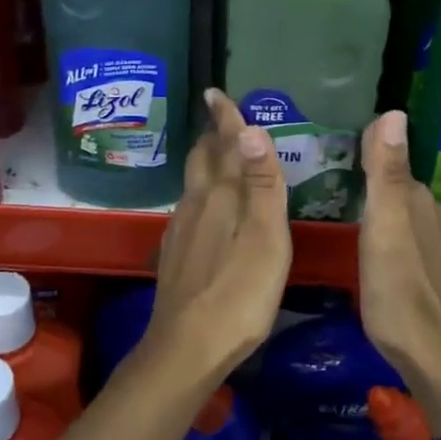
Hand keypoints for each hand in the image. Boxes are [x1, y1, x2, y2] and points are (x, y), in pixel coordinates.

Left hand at [144, 88, 291, 378]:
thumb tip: (250, 129)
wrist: (186, 347)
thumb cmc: (238, 294)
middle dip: (213, 136)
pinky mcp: (175, 253)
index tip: (216, 92)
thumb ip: (261, 184)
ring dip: (207, 163)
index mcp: (221, 196)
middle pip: (202, 159)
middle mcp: (196, 204)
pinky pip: (190, 207)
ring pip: (193, 183)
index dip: (225, 118)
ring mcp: (181, 230)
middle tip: (223, 120)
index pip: (224, 144)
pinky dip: (202, 193)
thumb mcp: (265, 238)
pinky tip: (209, 209)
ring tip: (222, 157)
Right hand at [358, 111, 440, 430]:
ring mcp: (430, 245)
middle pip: (393, 182)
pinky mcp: (424, 270)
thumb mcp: (385, 228)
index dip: (361, 146)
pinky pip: (397, 231)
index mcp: (416, 201)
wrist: (433, 358)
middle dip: (364, 170)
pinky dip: (378, 224)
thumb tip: (394, 111)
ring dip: (371, 199)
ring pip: (396, 208)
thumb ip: (385, 173)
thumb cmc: (400, 292)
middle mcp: (428, 215)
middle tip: (319, 164)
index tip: (326, 138)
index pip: (388, 158)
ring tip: (332, 195)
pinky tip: (360, 235)